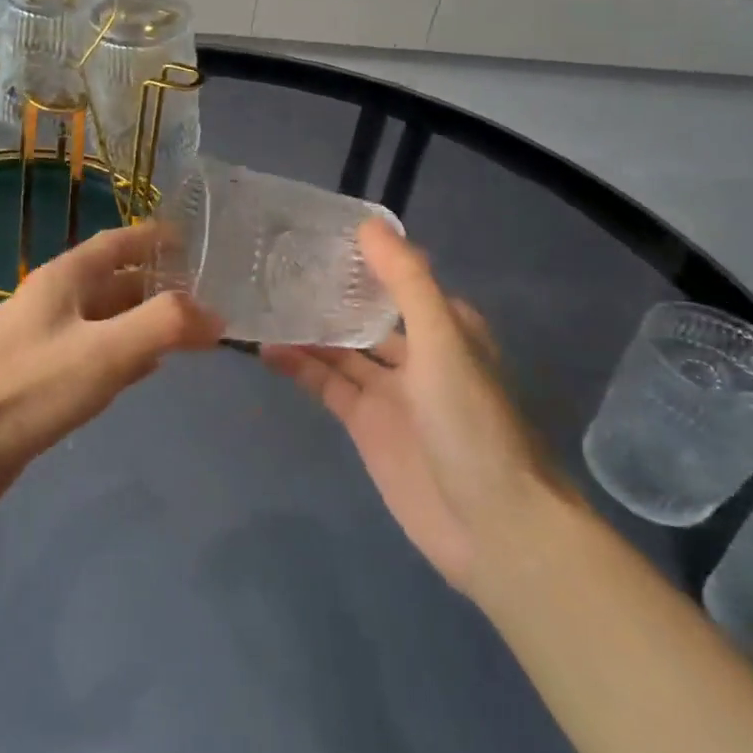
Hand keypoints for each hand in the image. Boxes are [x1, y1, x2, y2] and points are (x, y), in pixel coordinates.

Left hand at [0, 221, 222, 523]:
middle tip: (206, 294)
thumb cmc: (29, 388)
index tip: (194, 238)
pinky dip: (124, 354)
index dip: (153, 237)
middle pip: (113, 281)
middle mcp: (53, 302)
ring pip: (104, 319)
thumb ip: (164, 325)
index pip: (116, 242)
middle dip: (157, 284)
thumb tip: (215, 315)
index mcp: (63, 279)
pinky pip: (93, 354)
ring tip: (188, 329)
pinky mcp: (39, 381)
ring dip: (143, 320)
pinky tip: (145, 369)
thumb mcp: (105, 351)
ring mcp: (43, 342)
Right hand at [262, 219, 559, 592]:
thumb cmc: (473, 423)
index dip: (363, 257)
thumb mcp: (442, 342)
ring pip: (340, 349)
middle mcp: (417, 353)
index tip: (316, 233)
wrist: (492, 526)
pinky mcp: (366, 425)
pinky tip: (267, 349)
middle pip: (364, 314)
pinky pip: (328, 385)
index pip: (398, 278)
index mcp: (445, 327)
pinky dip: (300, 367)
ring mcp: (390, 391)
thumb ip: (406, 282)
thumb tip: (367, 225)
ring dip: (307, 329)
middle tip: (274, 265)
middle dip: (328, 293)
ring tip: (260, 302)